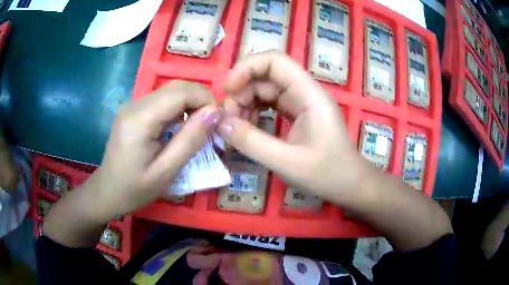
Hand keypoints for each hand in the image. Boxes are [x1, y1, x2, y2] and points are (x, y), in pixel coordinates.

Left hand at [44, 81, 221, 246]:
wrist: (107, 191)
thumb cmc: (135, 189)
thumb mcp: (166, 172)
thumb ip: (191, 140)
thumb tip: (215, 112)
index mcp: (140, 119)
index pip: (180, 92)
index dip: (206, 99)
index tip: (219, 121)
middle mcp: (135, 104)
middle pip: (176, 87)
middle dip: (200, 100)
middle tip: (211, 125)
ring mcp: (132, 105)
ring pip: (170, 91)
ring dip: (190, 104)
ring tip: (199, 127)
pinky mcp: (133, 110)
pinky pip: (162, 100)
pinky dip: (178, 108)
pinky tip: (181, 127)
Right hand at [217, 51, 364, 200]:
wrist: (350, 185)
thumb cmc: (327, 174)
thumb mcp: (287, 162)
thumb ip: (251, 142)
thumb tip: (220, 123)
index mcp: (309, 94)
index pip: (276, 61)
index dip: (247, 67)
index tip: (228, 90)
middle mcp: (305, 92)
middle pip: (266, 76)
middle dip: (242, 92)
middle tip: (227, 120)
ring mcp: (301, 102)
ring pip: (265, 90)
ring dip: (246, 103)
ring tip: (235, 127)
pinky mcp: (298, 114)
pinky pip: (270, 104)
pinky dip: (255, 112)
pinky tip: (247, 128)